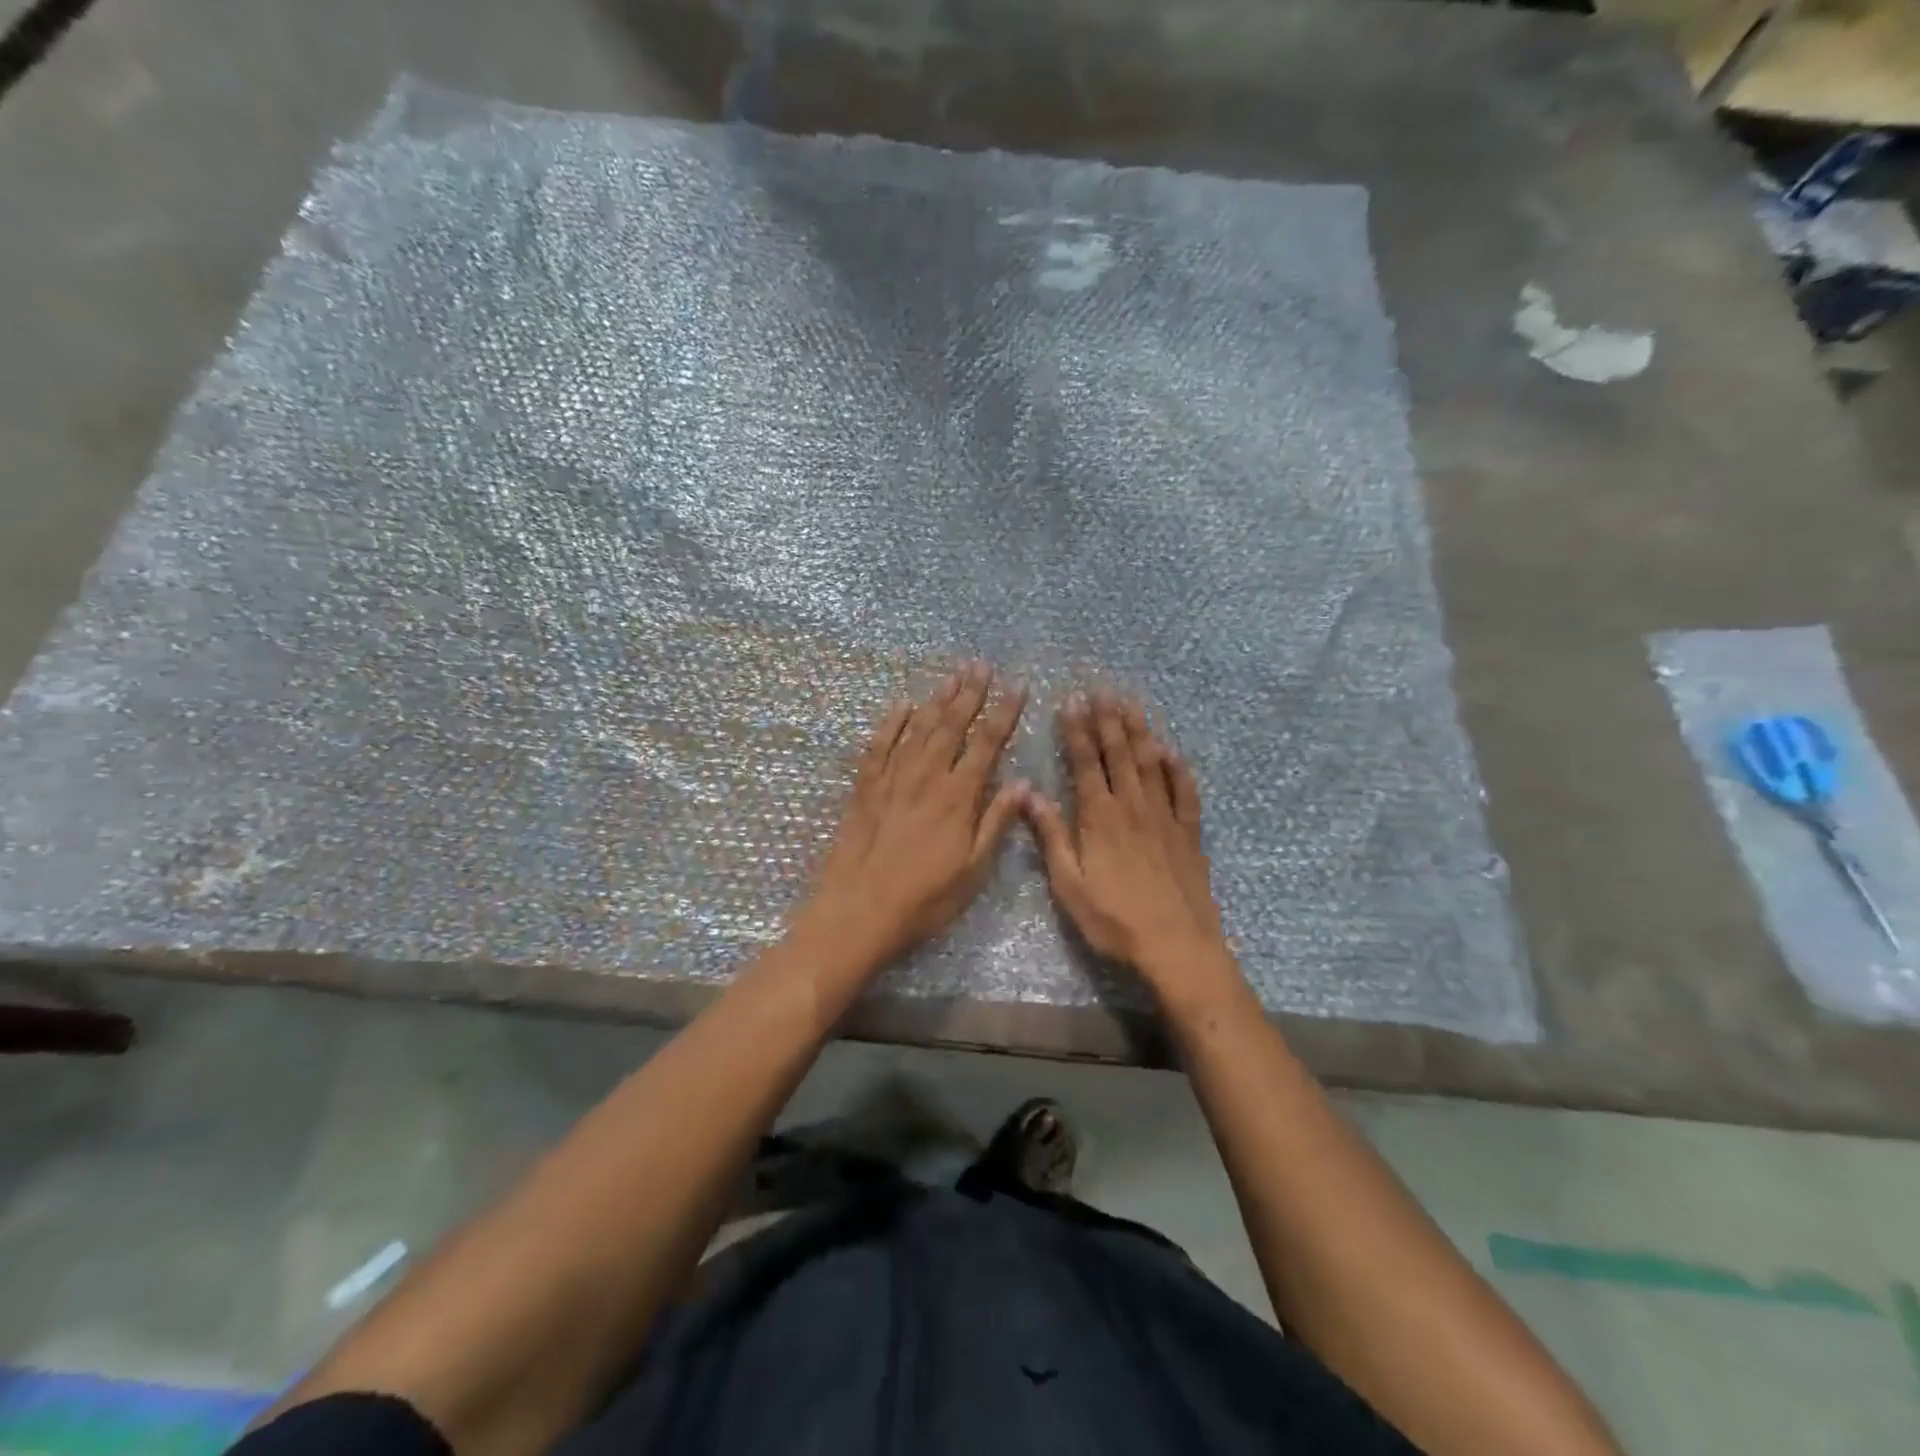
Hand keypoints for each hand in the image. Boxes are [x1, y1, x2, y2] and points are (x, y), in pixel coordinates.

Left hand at [800, 662, 1027, 972]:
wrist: (859, 912)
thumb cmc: (924, 899)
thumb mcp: (973, 870)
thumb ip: (996, 823)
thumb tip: (1022, 783)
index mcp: (957, 797)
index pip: (987, 744)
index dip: (1004, 714)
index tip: (1017, 687)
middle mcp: (925, 778)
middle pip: (951, 726)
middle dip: (970, 693)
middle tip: (981, 664)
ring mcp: (892, 780)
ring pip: (917, 729)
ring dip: (936, 700)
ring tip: (951, 675)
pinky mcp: (865, 789)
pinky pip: (878, 746)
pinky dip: (890, 723)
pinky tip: (900, 705)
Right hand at [1023, 691, 1240, 1002]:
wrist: (1177, 946)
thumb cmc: (1115, 920)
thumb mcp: (1069, 885)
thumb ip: (1051, 836)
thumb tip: (1029, 794)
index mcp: (1100, 818)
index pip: (1085, 763)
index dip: (1077, 731)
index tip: (1071, 701)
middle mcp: (1133, 807)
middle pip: (1119, 754)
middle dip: (1108, 720)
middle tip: (1102, 690)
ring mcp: (1166, 818)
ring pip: (1151, 764)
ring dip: (1140, 732)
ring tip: (1131, 705)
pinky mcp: (1189, 834)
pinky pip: (1185, 792)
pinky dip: (1178, 769)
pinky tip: (1172, 752)